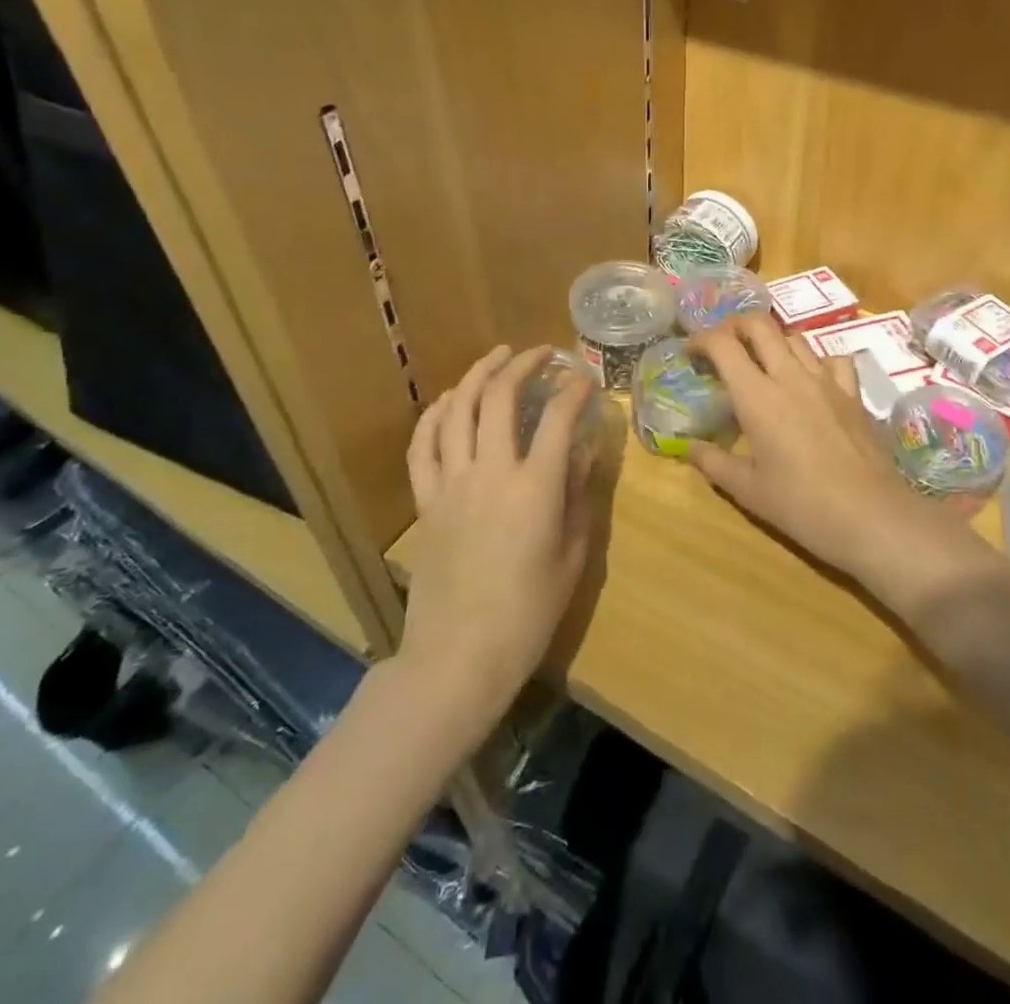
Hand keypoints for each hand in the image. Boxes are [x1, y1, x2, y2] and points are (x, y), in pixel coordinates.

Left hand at [400, 345, 596, 721]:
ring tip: (496, 357)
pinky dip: (435, 414)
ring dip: (478, 374)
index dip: (575, 390)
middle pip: (500, 398)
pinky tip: (447, 400)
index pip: (558, 418)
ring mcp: (451, 483)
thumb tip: (582, 450)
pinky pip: (423, 445)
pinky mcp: (425, 500)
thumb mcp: (571, 556)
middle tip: (541, 353)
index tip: (586, 379)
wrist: (459, 656)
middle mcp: (490, 472)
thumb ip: (578, 496)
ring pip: (458, 409)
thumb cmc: (528, 614)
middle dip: (524, 365)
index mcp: (535, 488)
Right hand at [688, 315, 968, 597]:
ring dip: (772, 340)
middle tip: (723, 345)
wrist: (871, 516)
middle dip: (734, 325)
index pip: (723, 344)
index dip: (702, 339)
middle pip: (760, 325)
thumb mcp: (748, 490)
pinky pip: (833, 358)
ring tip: (762, 361)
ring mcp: (827, 381)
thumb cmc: (802, 505)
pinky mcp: (853, 393)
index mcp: (757, 396)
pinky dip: (816, 359)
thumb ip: (713, 463)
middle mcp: (790, 376)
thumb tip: (688, 446)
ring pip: (795, 337)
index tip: (691, 352)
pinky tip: (811, 378)